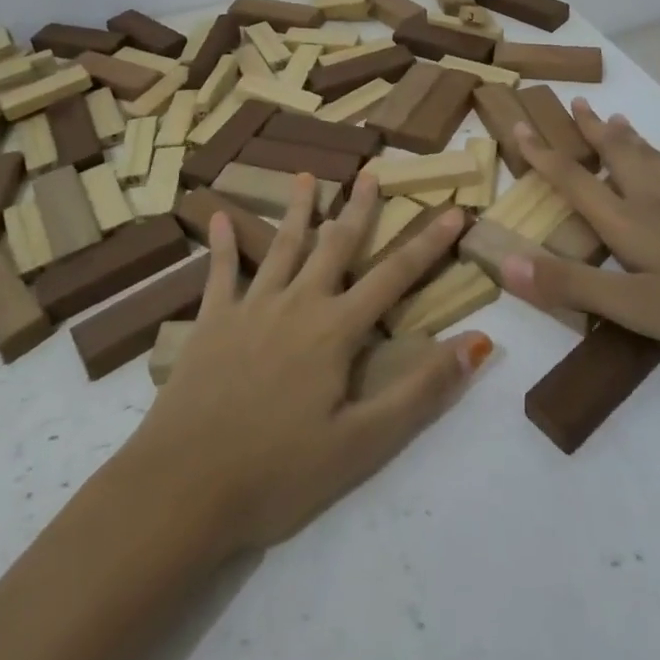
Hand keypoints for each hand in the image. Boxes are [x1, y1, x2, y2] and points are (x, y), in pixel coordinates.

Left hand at [121, 174, 494, 553]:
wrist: (184, 486)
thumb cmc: (279, 472)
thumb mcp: (362, 444)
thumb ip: (419, 391)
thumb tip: (476, 344)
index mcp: (336, 330)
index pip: (394, 276)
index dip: (428, 243)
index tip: (454, 210)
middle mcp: (298, 303)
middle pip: (336, 245)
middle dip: (358, 208)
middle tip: (371, 172)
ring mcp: (251, 306)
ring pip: (282, 245)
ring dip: (298, 209)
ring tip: (307, 176)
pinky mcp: (211, 321)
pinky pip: (220, 272)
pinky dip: (222, 243)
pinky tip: (217, 216)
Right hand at [500, 100, 659, 376]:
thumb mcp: (635, 308)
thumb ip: (570, 285)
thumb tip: (506, 261)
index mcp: (630, 224)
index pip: (575, 182)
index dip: (544, 156)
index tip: (520, 125)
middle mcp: (657, 206)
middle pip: (617, 159)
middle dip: (593, 133)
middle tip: (578, 103)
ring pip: (654, 164)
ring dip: (631, 140)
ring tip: (617, 116)